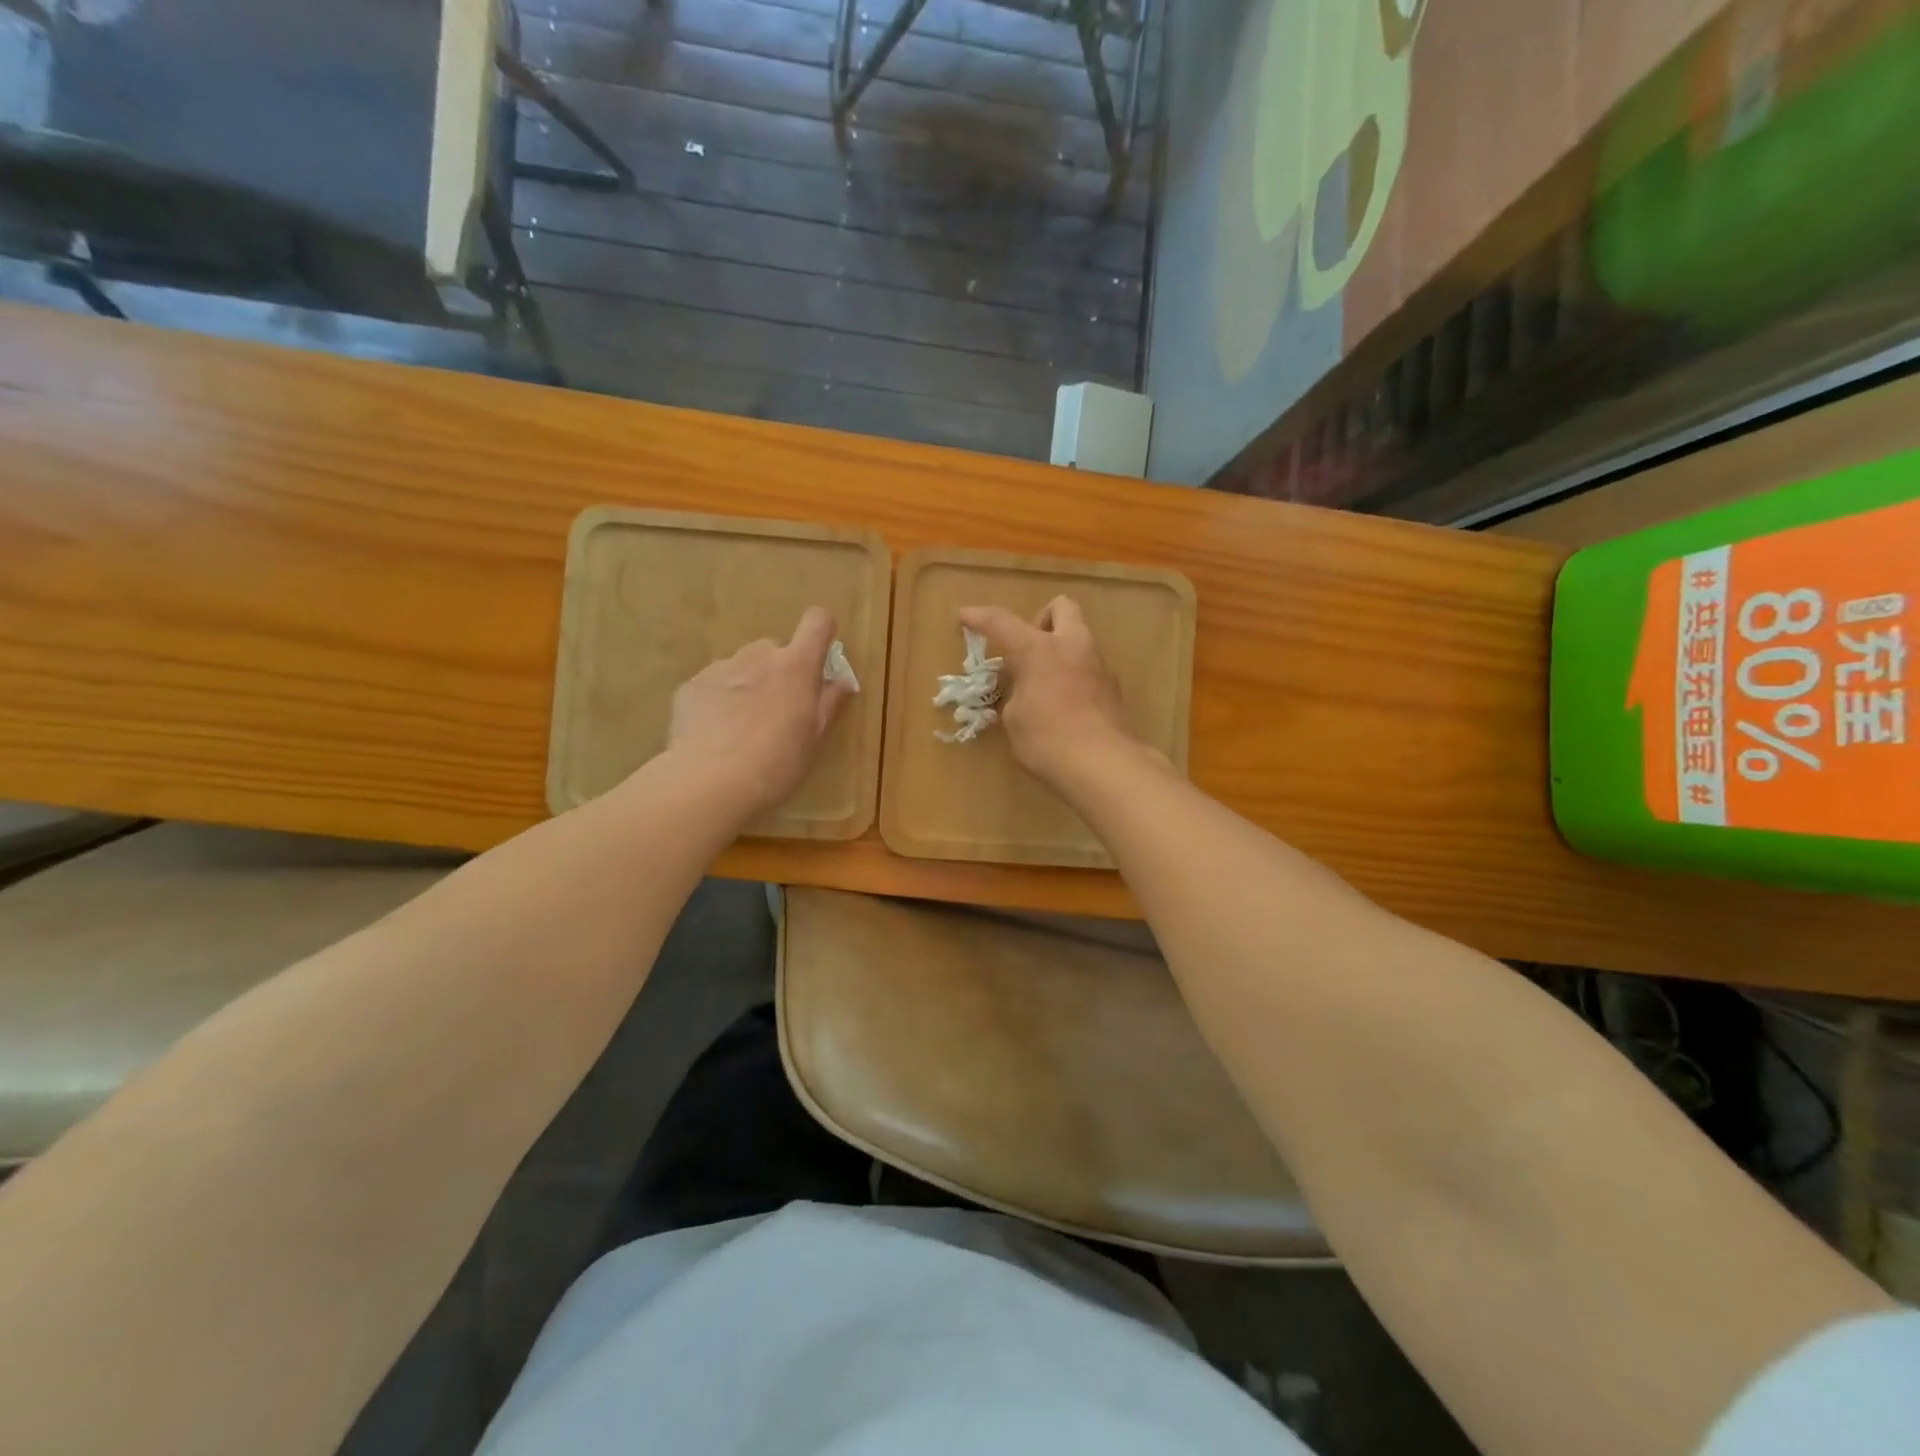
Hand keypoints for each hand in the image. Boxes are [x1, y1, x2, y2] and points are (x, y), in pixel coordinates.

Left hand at [665, 607, 855, 817]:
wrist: (711, 781)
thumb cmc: (778, 762)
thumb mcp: (815, 738)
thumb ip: (829, 703)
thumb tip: (841, 681)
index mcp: (796, 666)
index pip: (817, 622)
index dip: (821, 632)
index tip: (819, 659)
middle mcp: (759, 656)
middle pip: (775, 649)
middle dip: (779, 672)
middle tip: (777, 711)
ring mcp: (721, 668)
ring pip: (741, 667)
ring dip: (747, 686)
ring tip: (741, 729)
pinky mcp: (691, 686)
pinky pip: (712, 686)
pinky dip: (717, 702)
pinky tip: (714, 736)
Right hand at [958, 597, 1146, 788]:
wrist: (1104, 765)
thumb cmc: (1047, 740)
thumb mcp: (1015, 719)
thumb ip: (1016, 695)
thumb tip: (1025, 694)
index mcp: (1039, 650)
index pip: (1002, 622)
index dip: (980, 618)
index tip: (966, 617)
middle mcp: (1073, 647)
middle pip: (1062, 608)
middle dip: (1042, 620)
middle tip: (1027, 649)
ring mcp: (1099, 666)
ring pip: (1079, 640)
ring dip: (1060, 652)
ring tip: (1044, 685)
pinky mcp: (1114, 690)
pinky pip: (1089, 670)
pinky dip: (1074, 677)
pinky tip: (1066, 707)